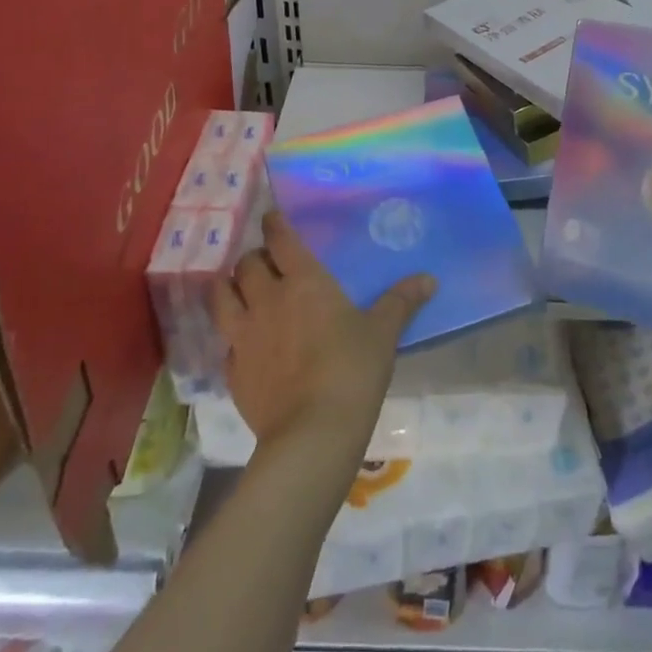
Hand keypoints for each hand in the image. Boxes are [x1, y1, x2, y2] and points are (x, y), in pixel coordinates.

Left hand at [211, 211, 435, 458]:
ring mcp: (243, 335)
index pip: (280, 239)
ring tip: (241, 291)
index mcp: (303, 282)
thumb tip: (429, 279)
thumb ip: (401, 302)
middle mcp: (266, 299)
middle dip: (255, 258)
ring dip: (229, 287)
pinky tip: (245, 343)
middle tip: (268, 263)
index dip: (275, 225)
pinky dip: (233, 334)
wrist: (312, 432)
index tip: (272, 218)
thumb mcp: (383, 333)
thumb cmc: (352, 370)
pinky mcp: (232, 369)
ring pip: (221, 296)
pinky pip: (226, 341)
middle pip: (246, 264)